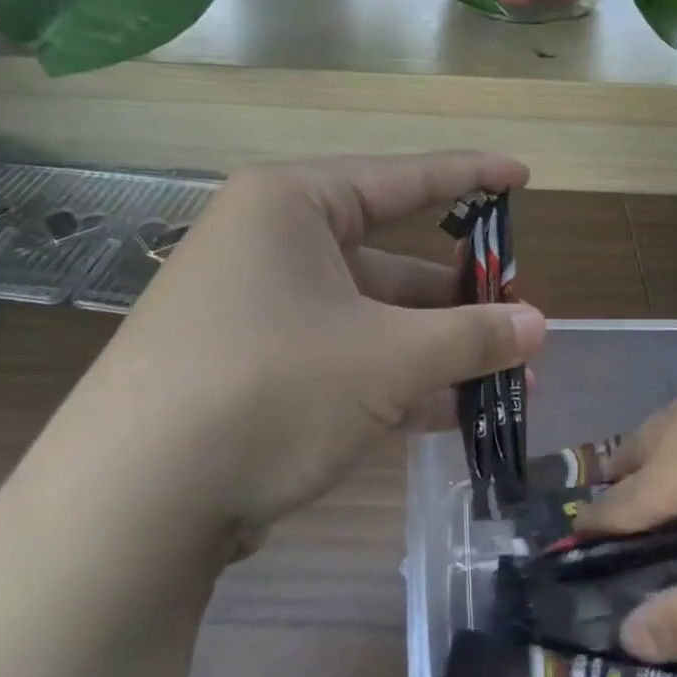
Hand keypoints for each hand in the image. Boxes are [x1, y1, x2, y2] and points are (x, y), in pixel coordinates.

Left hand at [69, 153, 545, 549]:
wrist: (136, 500)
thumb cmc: (271, 388)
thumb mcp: (387, 359)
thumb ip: (470, 337)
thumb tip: (540, 326)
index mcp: (290, 207)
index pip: (400, 179)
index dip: (468, 177)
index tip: (522, 175)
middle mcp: (269, 248)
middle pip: (387, 260)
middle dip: (460, 297)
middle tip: (522, 319)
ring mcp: (258, 315)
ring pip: (369, 320)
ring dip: (436, 351)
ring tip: (509, 380)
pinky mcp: (253, 374)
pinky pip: (342, 362)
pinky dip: (395, 383)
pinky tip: (453, 414)